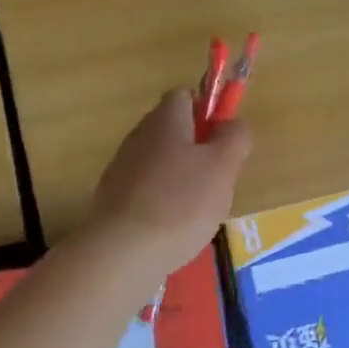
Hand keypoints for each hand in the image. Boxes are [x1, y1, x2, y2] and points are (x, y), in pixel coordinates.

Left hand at [88, 89, 251, 277]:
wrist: (123, 251)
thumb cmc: (180, 202)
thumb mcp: (222, 166)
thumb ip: (234, 138)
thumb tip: (232, 123)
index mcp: (165, 119)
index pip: (186, 96)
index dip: (209, 112)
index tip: (224, 142)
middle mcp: (139, 136)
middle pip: (175, 131)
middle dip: (199, 152)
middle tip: (217, 181)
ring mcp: (122, 168)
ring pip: (162, 164)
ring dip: (182, 181)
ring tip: (198, 212)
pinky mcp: (114, 199)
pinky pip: (148, 191)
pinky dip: (164, 204)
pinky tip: (174, 229)